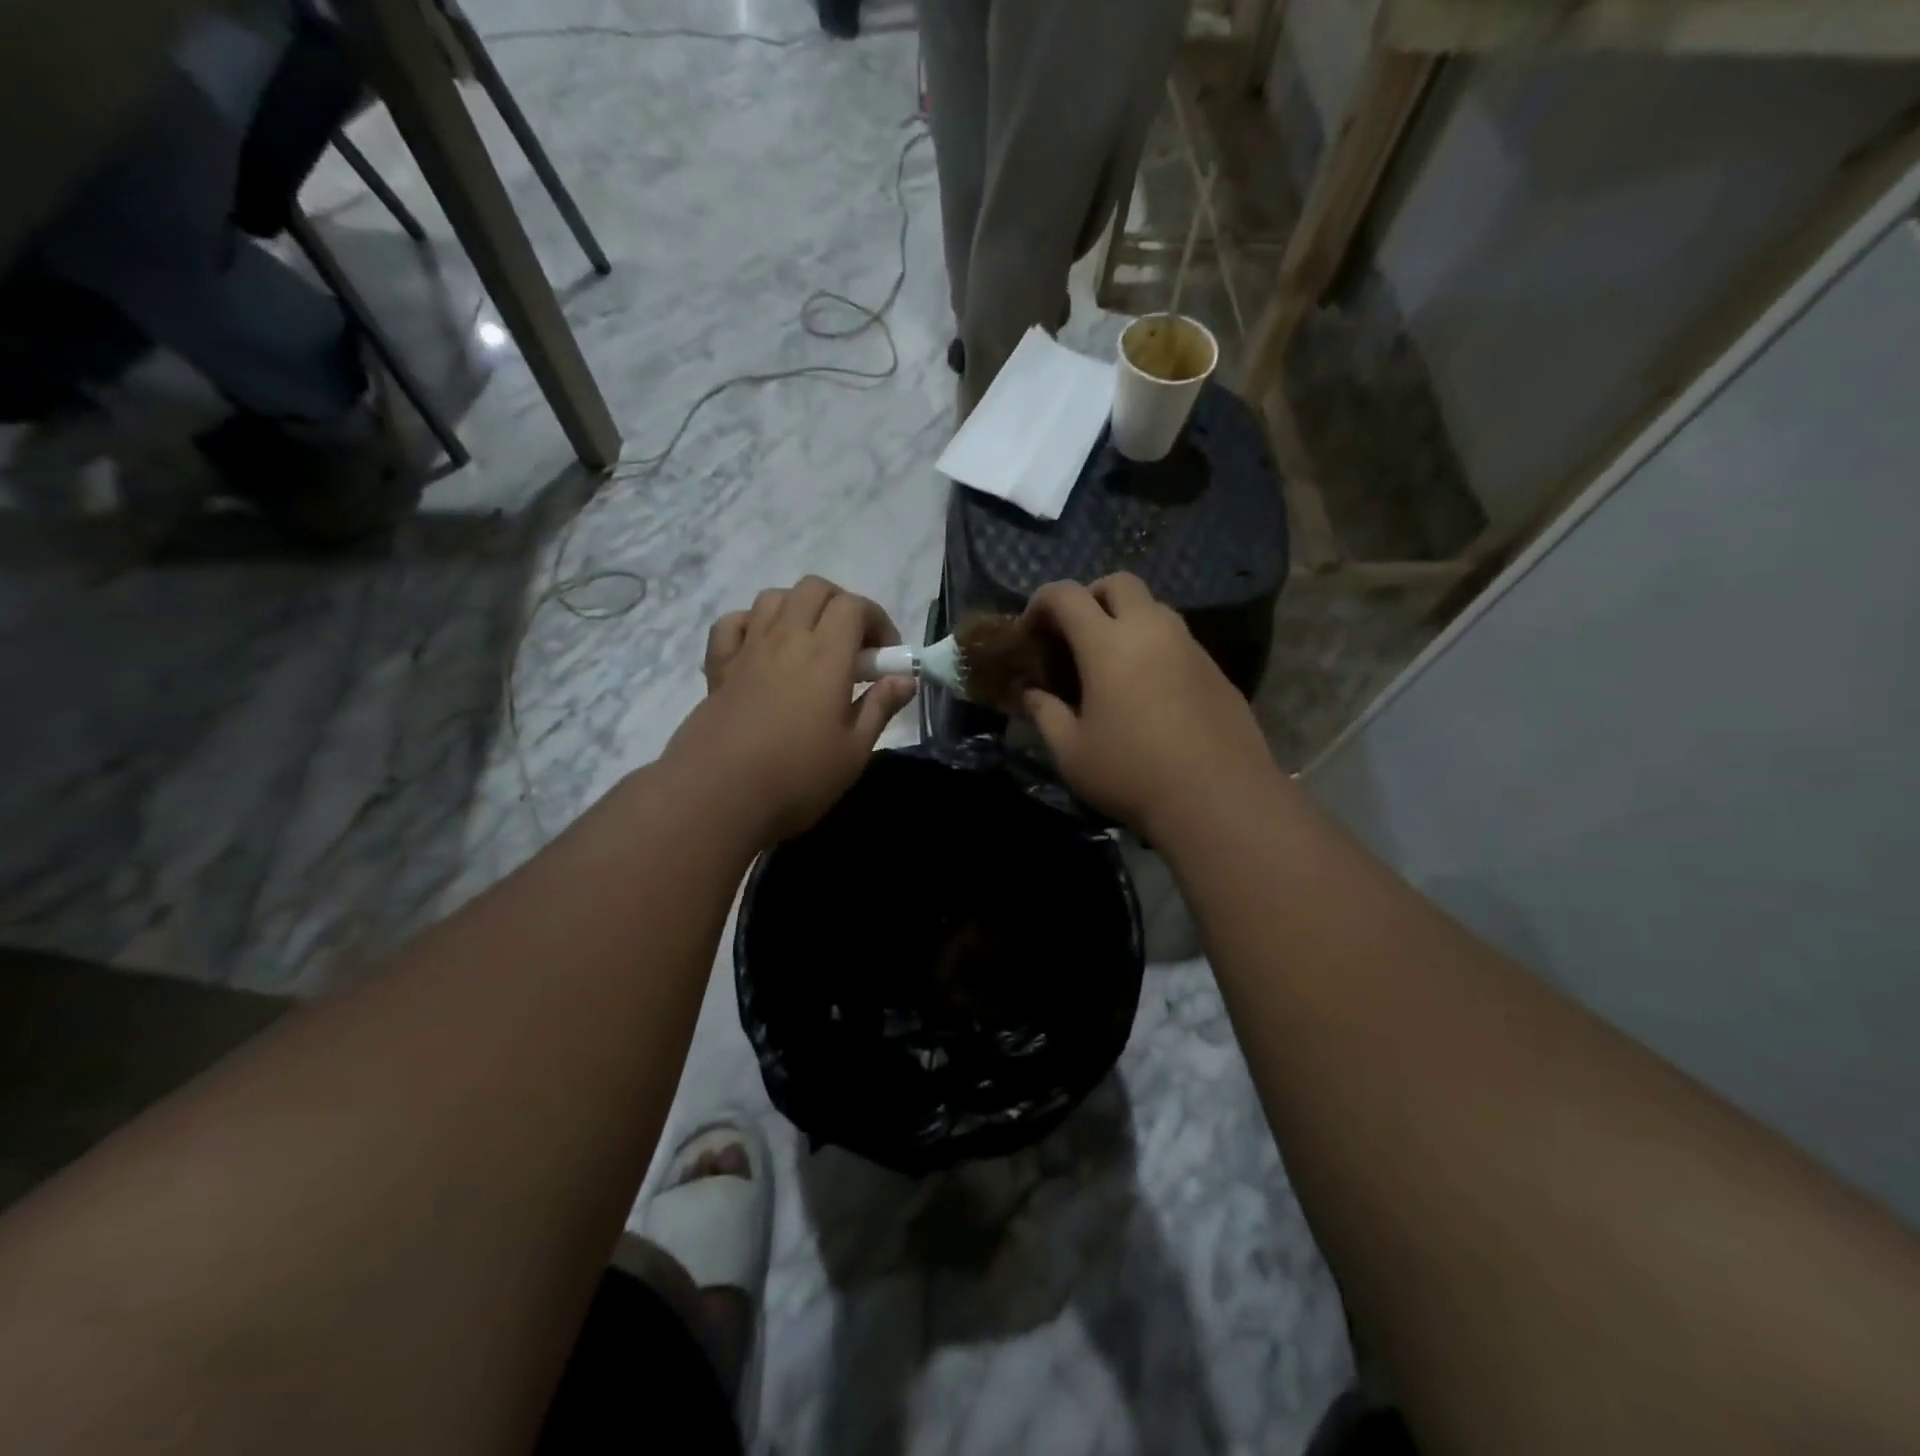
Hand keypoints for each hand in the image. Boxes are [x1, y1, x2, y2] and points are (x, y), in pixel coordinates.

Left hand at [665, 577, 915, 844]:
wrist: (717, 798)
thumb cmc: (797, 779)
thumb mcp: (854, 751)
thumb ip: (880, 707)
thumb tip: (905, 678)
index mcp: (826, 656)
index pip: (854, 606)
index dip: (877, 620)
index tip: (885, 657)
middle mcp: (786, 639)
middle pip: (814, 589)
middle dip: (840, 604)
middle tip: (852, 646)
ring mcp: (747, 650)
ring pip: (774, 598)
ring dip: (799, 609)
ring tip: (810, 645)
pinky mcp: (718, 668)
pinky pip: (732, 624)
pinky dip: (751, 624)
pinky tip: (762, 650)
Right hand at [1021, 574, 1276, 839]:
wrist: (1219, 799)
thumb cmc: (1132, 774)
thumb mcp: (1071, 752)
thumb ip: (1045, 714)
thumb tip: (1031, 694)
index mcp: (1108, 644)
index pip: (1067, 595)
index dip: (1040, 603)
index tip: (1029, 632)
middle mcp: (1152, 630)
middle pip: (1118, 583)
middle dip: (1089, 596)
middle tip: (1074, 635)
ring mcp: (1190, 646)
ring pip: (1154, 607)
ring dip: (1125, 619)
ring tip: (1111, 663)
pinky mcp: (1215, 669)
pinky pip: (1177, 638)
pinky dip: (1153, 646)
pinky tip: (1147, 690)